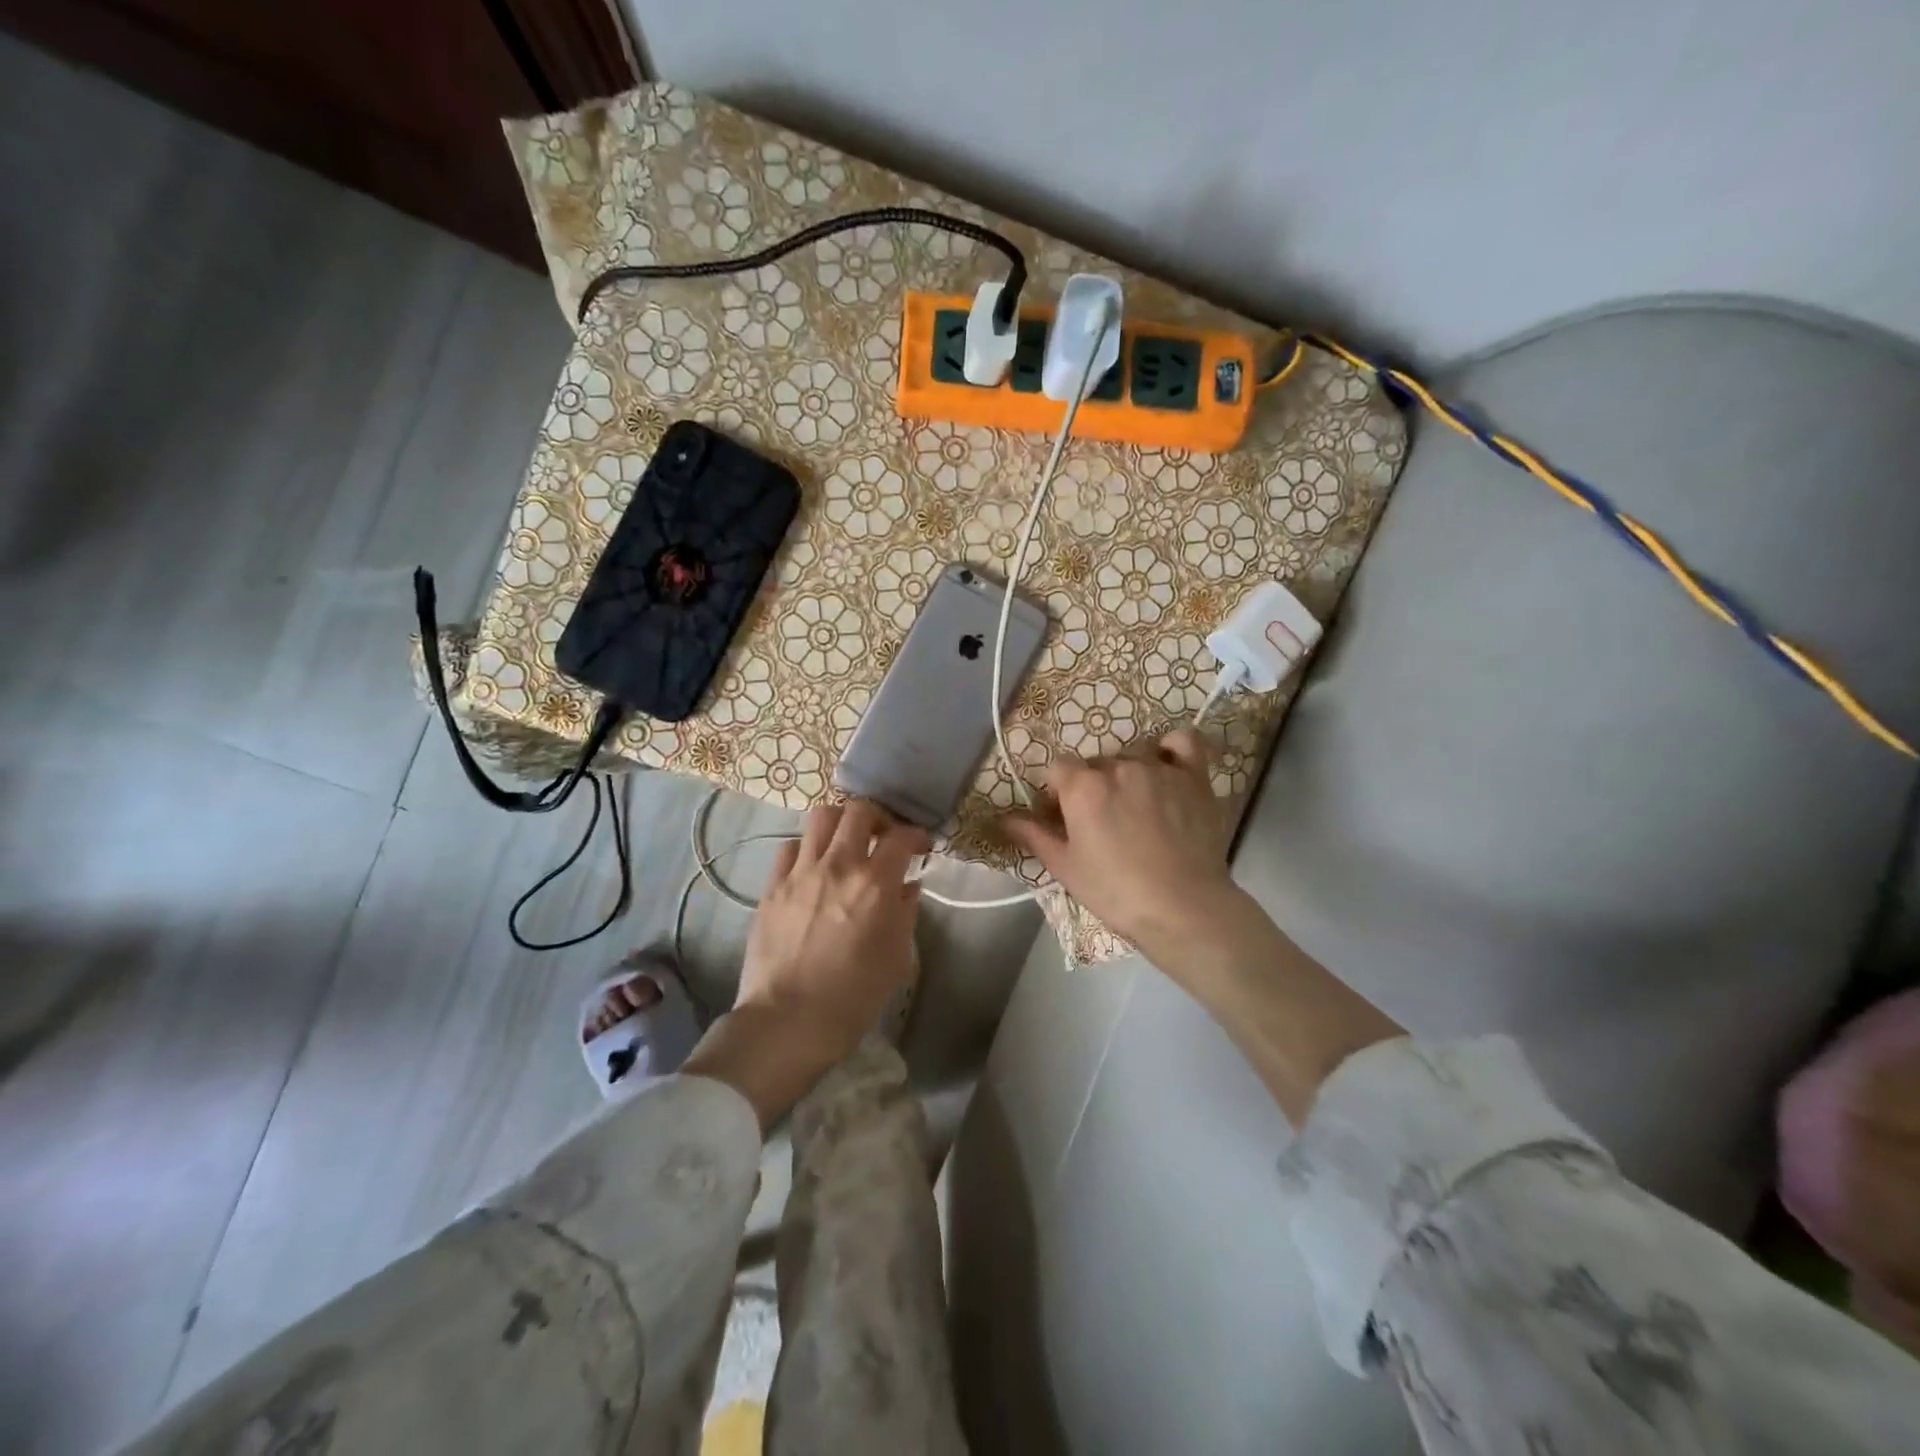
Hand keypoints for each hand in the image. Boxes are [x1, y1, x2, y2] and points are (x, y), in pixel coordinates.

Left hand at [684, 801, 926, 1127]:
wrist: (787, 1022)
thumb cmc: (852, 998)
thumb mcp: (896, 960)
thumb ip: (905, 914)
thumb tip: (907, 886)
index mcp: (874, 884)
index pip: (900, 836)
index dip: (916, 835)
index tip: (920, 846)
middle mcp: (838, 866)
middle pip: (858, 811)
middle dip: (877, 817)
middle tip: (882, 836)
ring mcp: (800, 873)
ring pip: (820, 818)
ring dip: (840, 824)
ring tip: (846, 843)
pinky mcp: (771, 886)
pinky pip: (789, 848)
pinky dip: (806, 848)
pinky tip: (812, 867)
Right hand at [1005, 729, 1238, 960]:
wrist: (1182, 907)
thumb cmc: (1116, 891)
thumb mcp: (1065, 868)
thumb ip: (1034, 835)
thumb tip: (1004, 818)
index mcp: (1083, 787)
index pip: (1058, 768)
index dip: (1057, 792)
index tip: (1063, 817)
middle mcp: (1118, 766)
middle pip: (1096, 765)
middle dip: (1092, 787)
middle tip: (1100, 823)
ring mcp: (1159, 769)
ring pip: (1132, 758)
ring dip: (1127, 777)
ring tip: (1136, 811)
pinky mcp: (1194, 777)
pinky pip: (1183, 742)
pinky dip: (1171, 748)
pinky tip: (1167, 764)